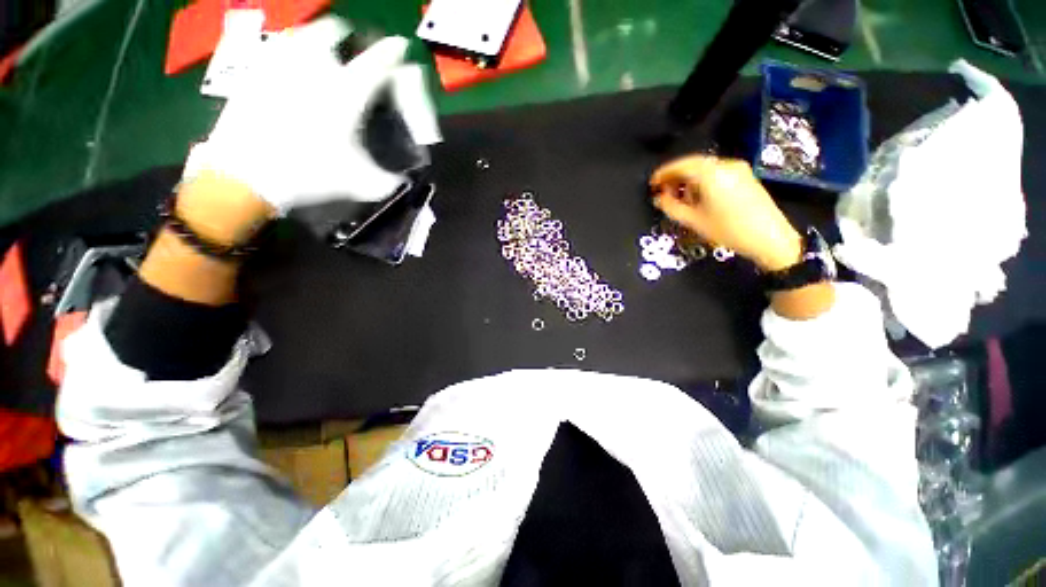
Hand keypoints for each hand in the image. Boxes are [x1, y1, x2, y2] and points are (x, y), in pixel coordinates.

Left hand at [191, 17, 437, 213]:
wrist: (248, 175)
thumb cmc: (310, 174)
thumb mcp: (360, 184)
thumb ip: (389, 180)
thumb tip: (403, 179)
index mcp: (347, 93)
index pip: (377, 62)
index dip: (392, 52)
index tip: (399, 46)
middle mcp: (316, 68)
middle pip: (334, 31)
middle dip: (348, 36)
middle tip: (352, 49)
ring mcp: (281, 65)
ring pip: (303, 33)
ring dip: (317, 38)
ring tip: (322, 55)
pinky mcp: (255, 72)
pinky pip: (276, 49)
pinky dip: (289, 51)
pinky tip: (292, 67)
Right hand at [650, 155, 801, 271]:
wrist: (770, 238)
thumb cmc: (729, 230)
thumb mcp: (694, 221)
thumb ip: (672, 207)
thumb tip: (659, 198)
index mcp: (711, 174)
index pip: (681, 165)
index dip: (663, 173)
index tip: (652, 183)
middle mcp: (725, 165)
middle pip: (693, 164)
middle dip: (675, 176)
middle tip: (662, 190)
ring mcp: (738, 170)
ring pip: (705, 168)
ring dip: (688, 179)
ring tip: (679, 197)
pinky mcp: (745, 177)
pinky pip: (716, 172)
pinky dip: (702, 180)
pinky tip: (697, 196)